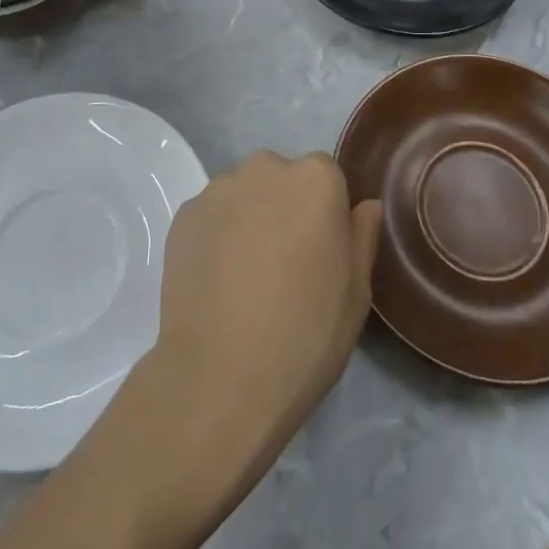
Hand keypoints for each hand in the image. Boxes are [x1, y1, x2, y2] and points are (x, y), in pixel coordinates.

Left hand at [147, 151, 381, 487]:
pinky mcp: (184, 215)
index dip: (326, 214)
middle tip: (284, 266)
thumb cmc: (303, 337)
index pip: (328, 177)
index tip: (320, 254)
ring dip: (250, 220)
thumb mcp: (355, 295)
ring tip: (246, 278)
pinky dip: (216, 237)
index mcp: (315, 179)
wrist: (217, 380)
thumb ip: (362, 236)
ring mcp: (218, 189)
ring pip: (244, 195)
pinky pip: (212, 216)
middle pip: (282, 179)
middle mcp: (265, 168)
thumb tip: (365, 205)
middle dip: (286, 209)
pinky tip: (217, 283)